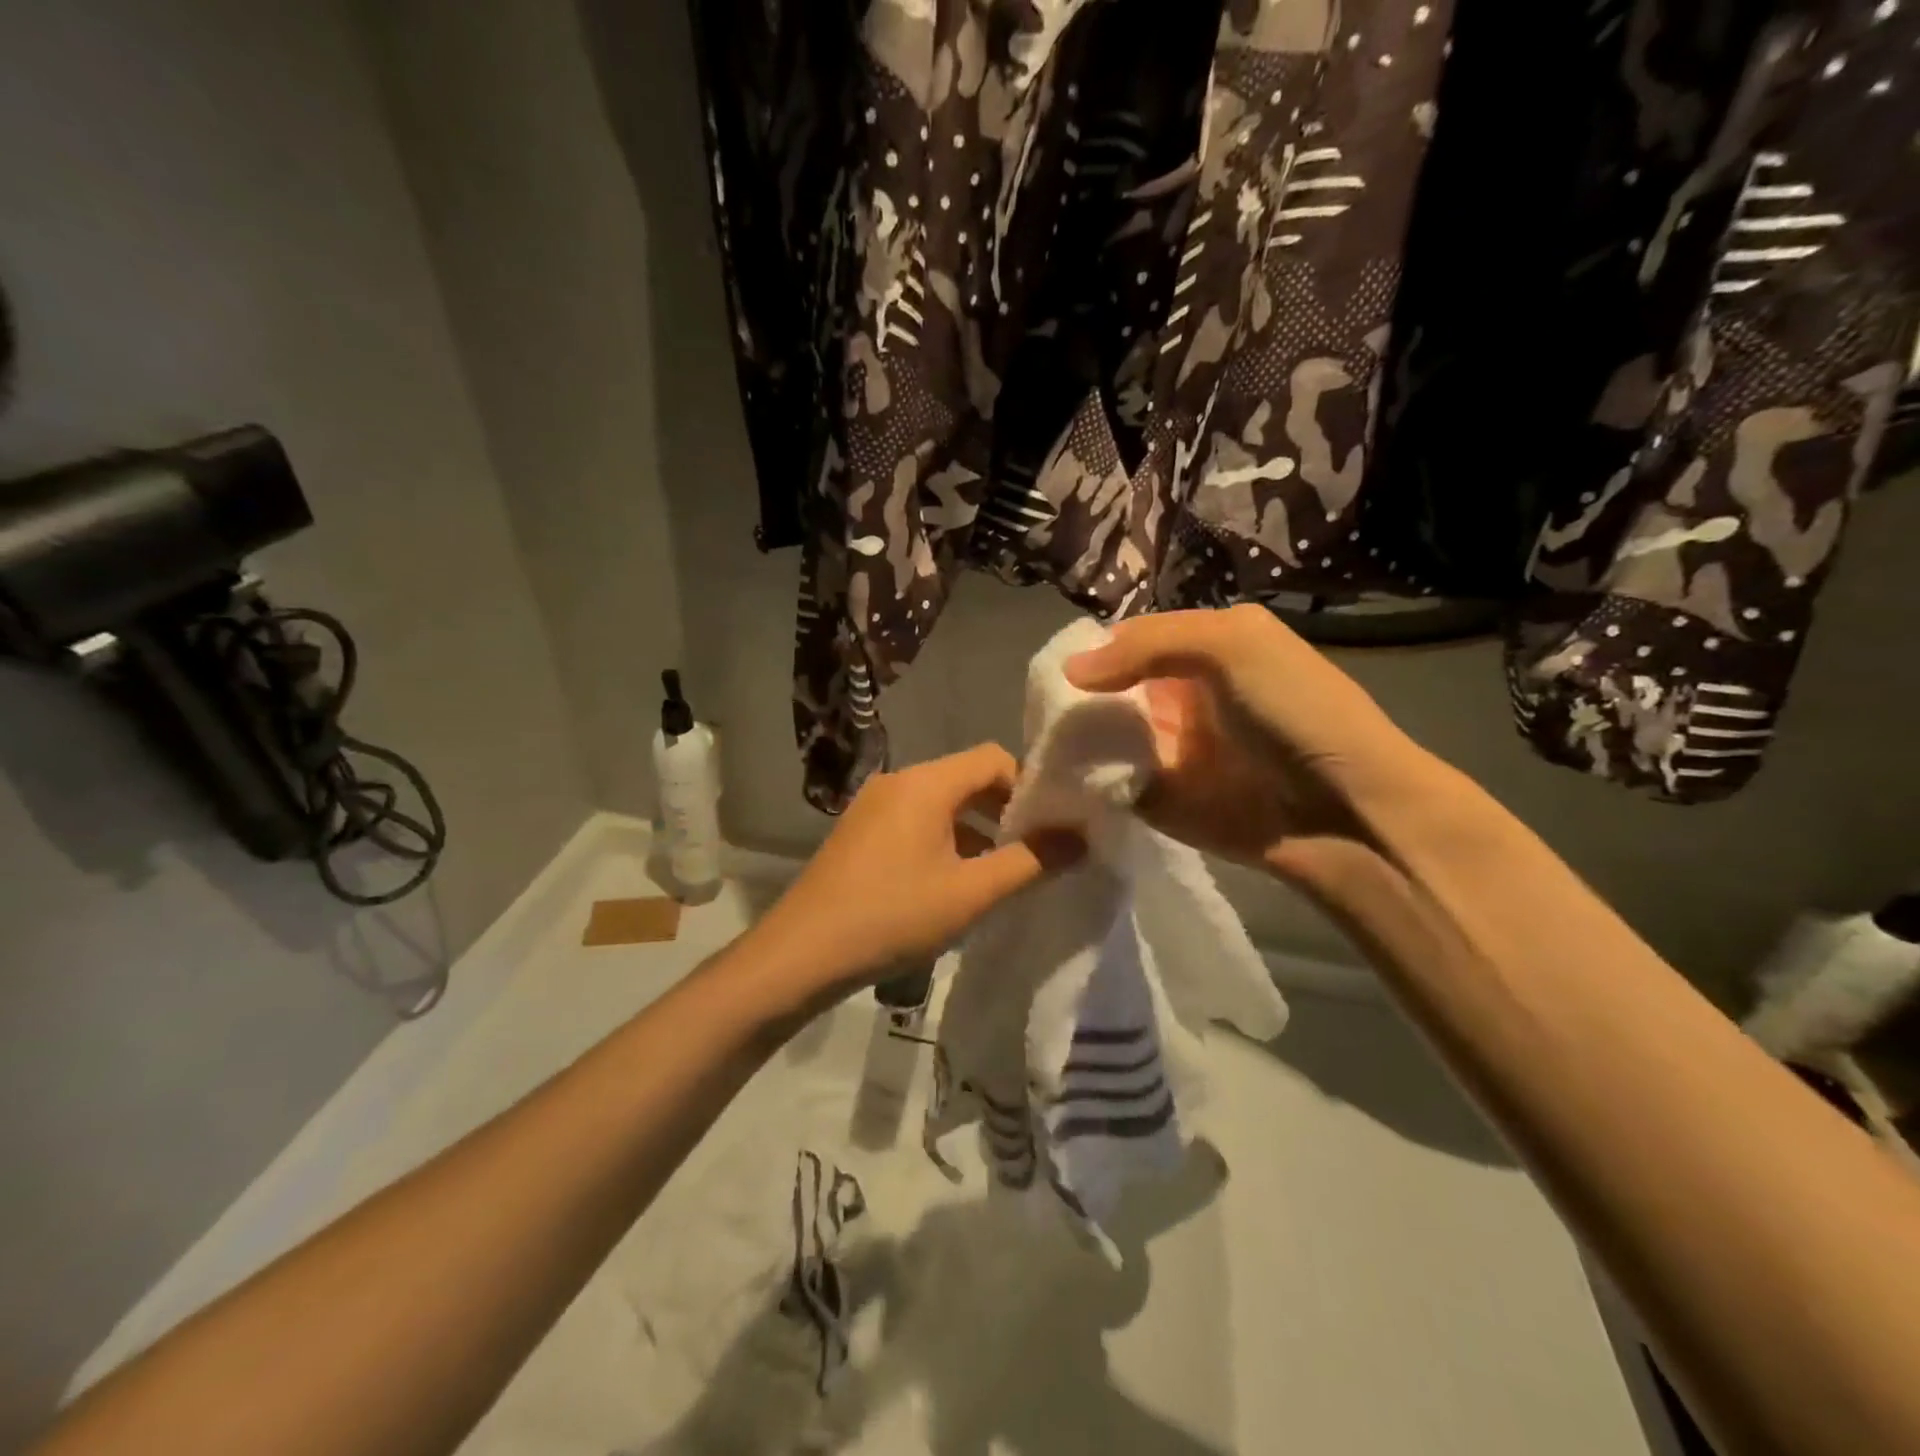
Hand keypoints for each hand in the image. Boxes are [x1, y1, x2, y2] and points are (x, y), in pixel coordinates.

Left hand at [751, 744, 1081, 994]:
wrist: (801, 954)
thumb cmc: (893, 916)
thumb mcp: (972, 893)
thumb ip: (1030, 861)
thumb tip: (1080, 837)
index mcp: (926, 783)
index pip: (993, 757)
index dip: (1028, 785)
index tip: (1050, 826)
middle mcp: (898, 782)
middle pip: (966, 777)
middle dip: (1004, 810)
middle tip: (1031, 851)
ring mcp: (872, 806)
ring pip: (940, 802)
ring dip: (974, 829)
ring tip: (997, 873)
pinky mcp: (858, 832)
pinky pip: (914, 821)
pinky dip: (943, 840)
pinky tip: (951, 883)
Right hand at [1064, 605, 1427, 879]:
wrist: (1343, 813)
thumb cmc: (1294, 711)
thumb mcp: (1231, 646)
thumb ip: (1148, 645)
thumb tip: (1069, 670)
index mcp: (1202, 649)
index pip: (1129, 640)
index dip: (1093, 650)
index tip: (1051, 668)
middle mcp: (1179, 694)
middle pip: (1108, 687)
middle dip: (1074, 694)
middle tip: (1031, 706)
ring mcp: (1166, 748)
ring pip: (1102, 733)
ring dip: (1071, 735)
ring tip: (1030, 738)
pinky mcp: (1156, 797)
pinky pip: (1108, 779)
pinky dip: (1081, 776)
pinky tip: (1049, 774)